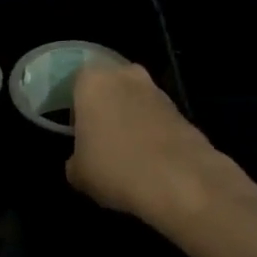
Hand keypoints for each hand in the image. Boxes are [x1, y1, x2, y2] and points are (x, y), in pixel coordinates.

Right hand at [67, 64, 225, 227]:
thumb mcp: (78, 173)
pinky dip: (152, 132)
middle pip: (109, 88)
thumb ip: (74, 159)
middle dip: (105, 109)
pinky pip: (156, 117)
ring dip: (130, 119)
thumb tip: (80, 161)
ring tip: (127, 154)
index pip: (75, 84)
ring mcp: (157, 90)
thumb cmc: (116, 168)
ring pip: (134, 101)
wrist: (181, 181)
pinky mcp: (181, 110)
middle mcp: (124, 75)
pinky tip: (150, 160)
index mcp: (92, 81)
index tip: (78, 134)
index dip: (76, 110)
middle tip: (101, 140)